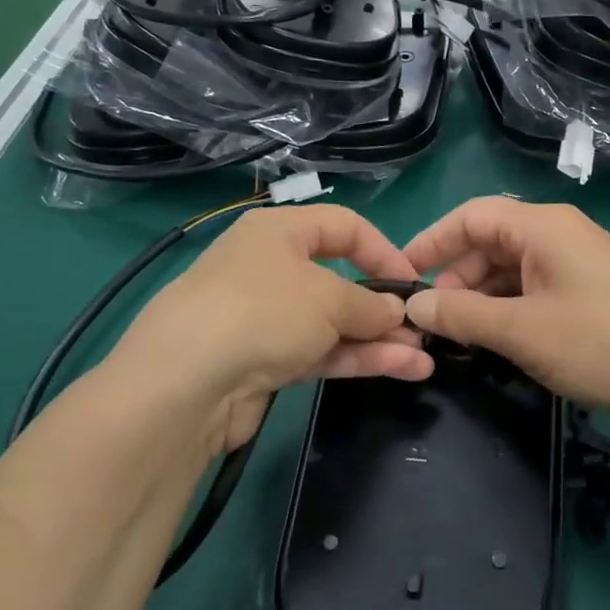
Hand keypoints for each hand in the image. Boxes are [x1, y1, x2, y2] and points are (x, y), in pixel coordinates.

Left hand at [114, 205, 432, 456]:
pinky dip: (355, 358)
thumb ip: (370, 304)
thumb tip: (395, 312)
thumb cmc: (263, 311)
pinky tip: (398, 369)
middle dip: (383, 306)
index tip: (412, 282)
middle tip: (421, 330)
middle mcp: (270, 268)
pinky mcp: (263, 362)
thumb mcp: (328, 298)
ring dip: (377, 339)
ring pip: (332, 323)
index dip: (383, 251)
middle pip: (339, 280)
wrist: (186, 382)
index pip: (344, 227)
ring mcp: (265, 318)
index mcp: (278, 231)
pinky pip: (318, 352)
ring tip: (423, 359)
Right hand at [403, 198, 609, 419]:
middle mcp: (557, 234)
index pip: (470, 216)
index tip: (401, 275)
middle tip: (432, 318)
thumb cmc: (598, 342)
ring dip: (479, 297)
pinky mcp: (586, 292)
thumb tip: (414, 303)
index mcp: (542, 226)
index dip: (431, 241)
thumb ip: (461, 313)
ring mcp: (575, 263)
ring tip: (458, 335)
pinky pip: (531, 289)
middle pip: (489, 241)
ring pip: (509, 269)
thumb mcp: (520, 329)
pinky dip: (506, 309)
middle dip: (455, 276)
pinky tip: (493, 339)